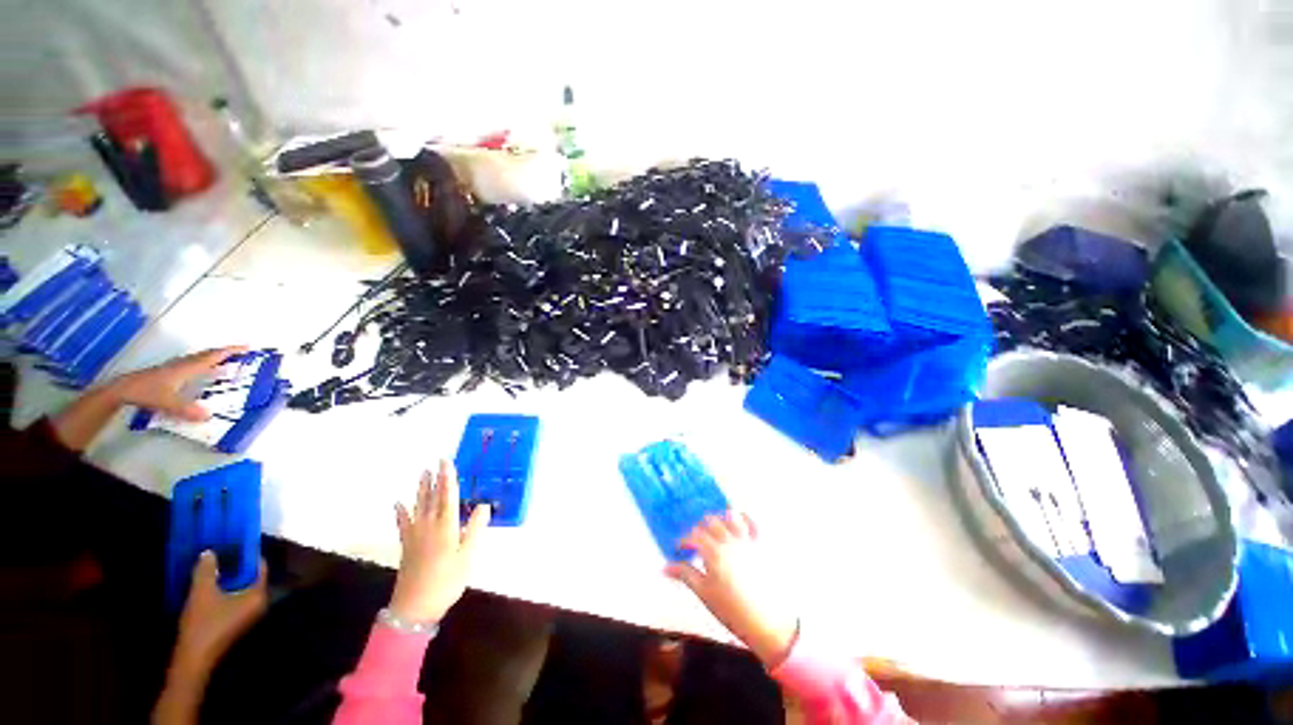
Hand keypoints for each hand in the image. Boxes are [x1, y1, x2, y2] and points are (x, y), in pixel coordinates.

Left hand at [112, 345, 248, 420]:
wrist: (123, 389)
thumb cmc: (147, 392)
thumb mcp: (168, 403)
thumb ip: (187, 410)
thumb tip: (208, 416)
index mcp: (187, 368)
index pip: (213, 357)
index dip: (230, 351)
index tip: (247, 347)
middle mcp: (184, 364)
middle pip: (207, 355)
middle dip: (224, 353)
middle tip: (240, 352)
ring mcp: (176, 367)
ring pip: (199, 358)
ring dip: (213, 357)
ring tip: (225, 361)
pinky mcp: (170, 371)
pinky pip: (192, 364)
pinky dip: (203, 364)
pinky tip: (202, 372)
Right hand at [154, 552, 266, 723]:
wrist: (193, 660)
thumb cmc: (202, 624)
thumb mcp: (202, 592)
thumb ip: (207, 569)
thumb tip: (210, 550)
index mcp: (258, 594)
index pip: (259, 566)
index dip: (248, 553)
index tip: (236, 539)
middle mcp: (258, 602)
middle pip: (251, 575)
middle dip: (237, 562)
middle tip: (223, 546)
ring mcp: (247, 612)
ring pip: (241, 585)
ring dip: (228, 574)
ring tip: (214, 559)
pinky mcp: (235, 619)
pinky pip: (234, 595)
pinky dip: (225, 586)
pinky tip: (210, 580)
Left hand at [388, 461, 490, 623]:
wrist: (415, 606)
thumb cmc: (447, 580)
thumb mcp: (467, 555)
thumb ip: (474, 529)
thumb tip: (484, 505)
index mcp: (446, 526)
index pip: (448, 496)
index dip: (448, 478)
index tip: (447, 462)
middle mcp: (429, 525)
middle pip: (432, 498)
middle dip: (435, 480)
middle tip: (435, 463)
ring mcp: (415, 535)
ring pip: (418, 506)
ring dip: (421, 489)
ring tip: (422, 474)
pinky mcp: (407, 545)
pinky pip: (404, 523)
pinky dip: (401, 512)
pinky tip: (398, 504)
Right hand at [667, 512, 799, 668]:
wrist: (771, 624)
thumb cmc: (733, 611)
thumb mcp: (705, 594)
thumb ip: (685, 575)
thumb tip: (664, 567)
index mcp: (713, 551)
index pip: (693, 536)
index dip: (684, 540)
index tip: (680, 548)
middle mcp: (729, 540)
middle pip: (711, 522)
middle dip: (701, 528)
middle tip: (697, 540)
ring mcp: (748, 539)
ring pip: (731, 516)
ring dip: (721, 519)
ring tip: (717, 528)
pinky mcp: (763, 543)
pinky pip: (754, 522)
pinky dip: (745, 517)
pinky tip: (739, 521)